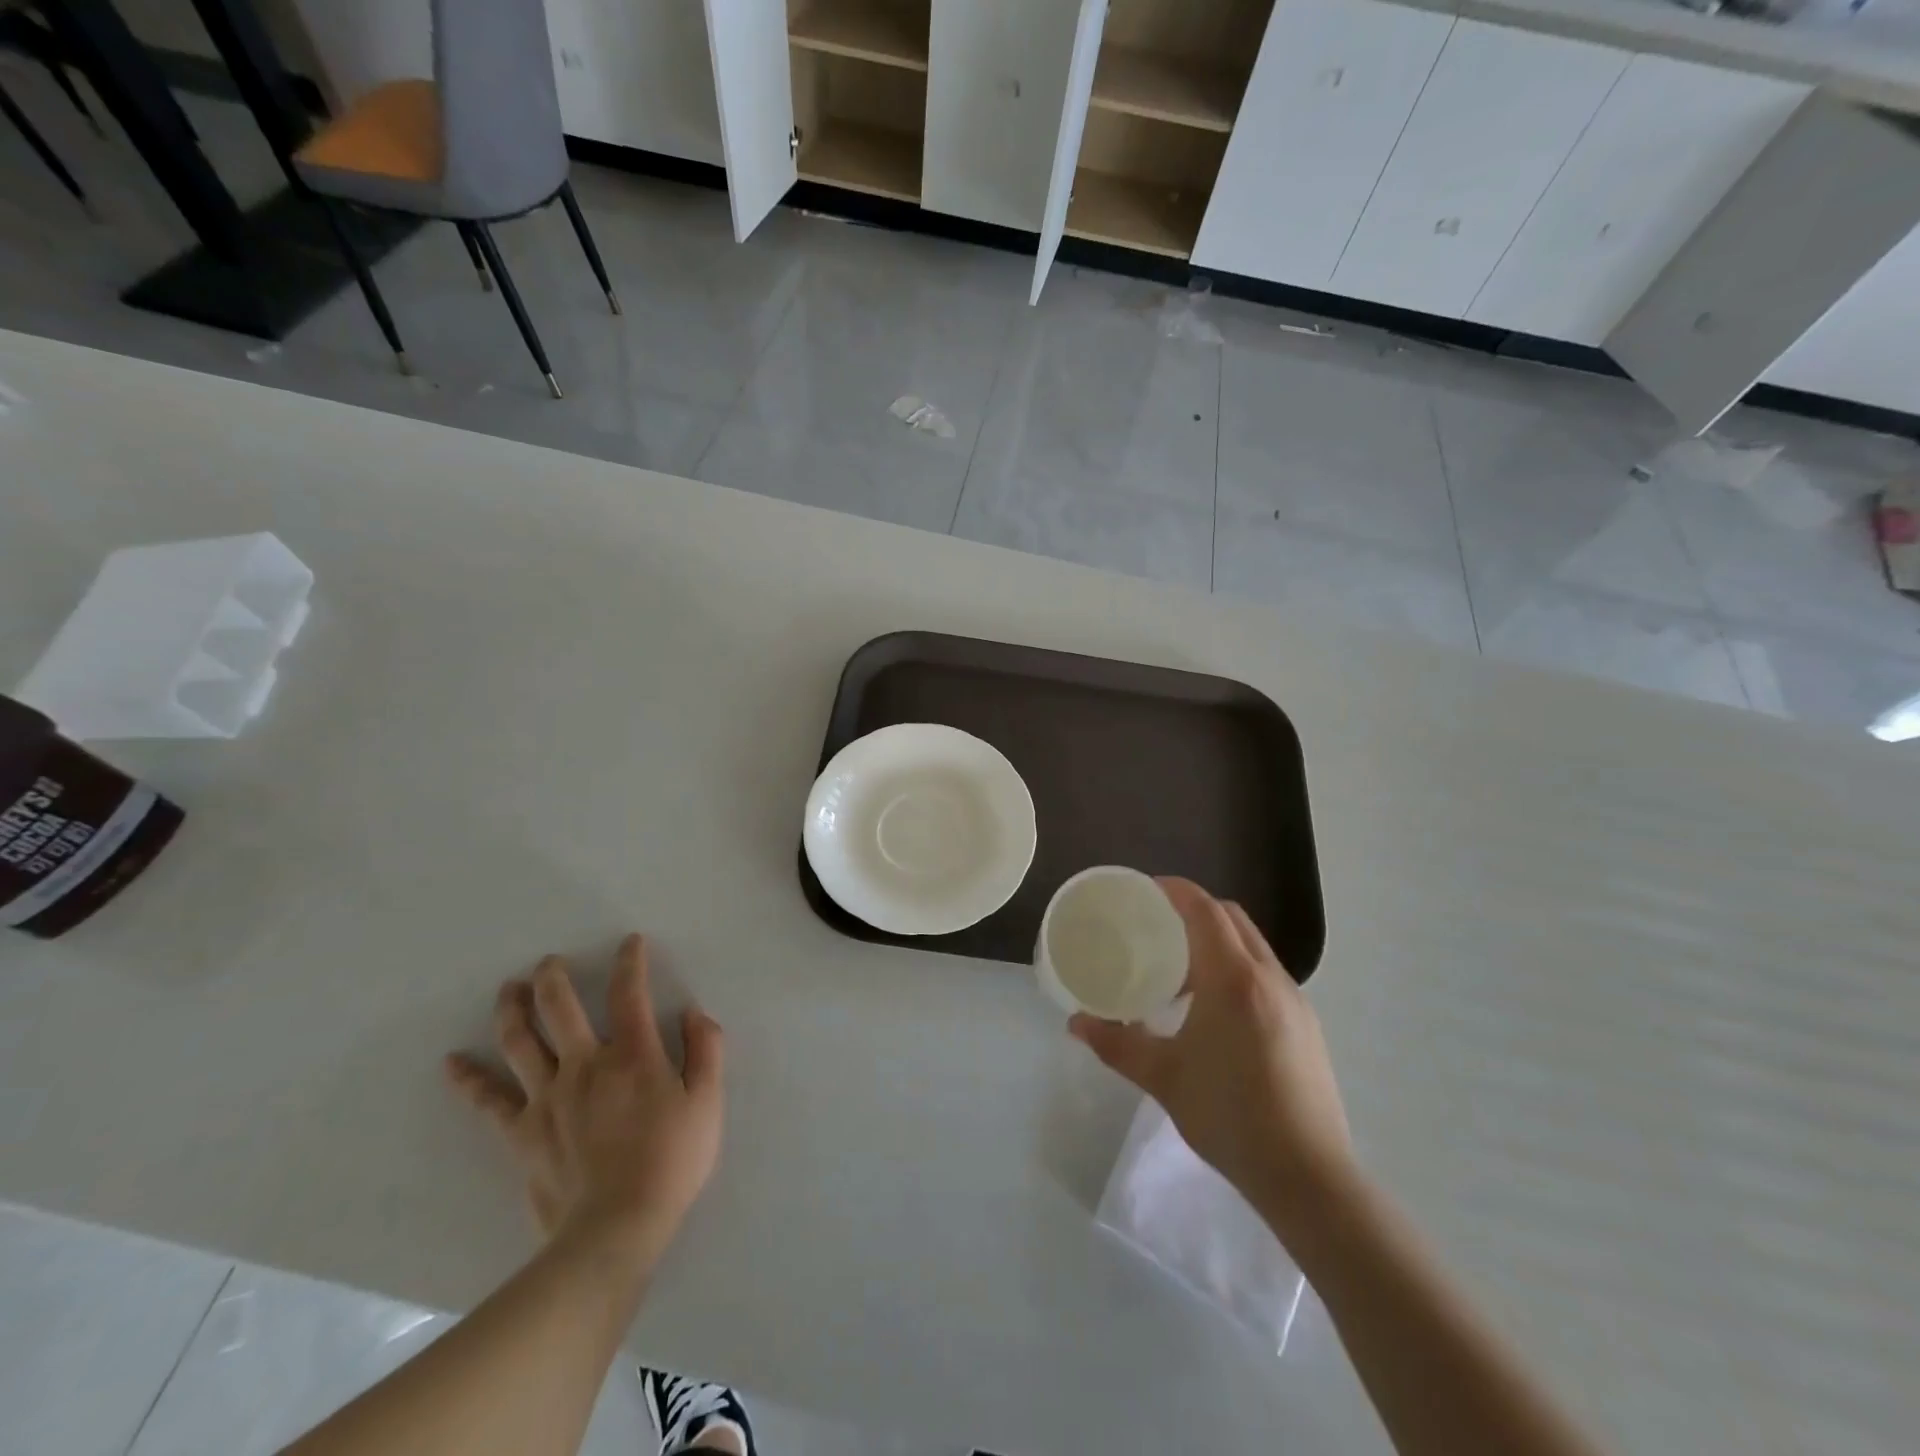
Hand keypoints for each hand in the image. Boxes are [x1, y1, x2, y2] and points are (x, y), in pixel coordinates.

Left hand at [446, 935, 724, 1269]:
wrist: (615, 1231)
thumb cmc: (671, 1162)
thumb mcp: (707, 1102)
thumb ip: (706, 1050)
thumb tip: (693, 1013)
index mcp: (632, 1055)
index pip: (628, 993)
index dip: (630, 962)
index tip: (630, 943)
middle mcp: (584, 1065)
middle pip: (559, 1007)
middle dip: (553, 977)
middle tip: (548, 962)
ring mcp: (546, 1098)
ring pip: (520, 1041)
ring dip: (511, 1009)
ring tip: (508, 988)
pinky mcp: (521, 1133)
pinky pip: (488, 1101)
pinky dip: (468, 1080)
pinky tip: (451, 1062)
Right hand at [1069, 879, 1352, 1240]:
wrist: (1308, 1175)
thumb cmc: (1229, 1116)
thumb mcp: (1163, 1078)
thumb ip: (1116, 1044)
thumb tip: (1076, 1024)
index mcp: (1233, 979)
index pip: (1205, 909)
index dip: (1175, 890)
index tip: (1145, 889)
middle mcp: (1268, 977)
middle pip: (1232, 918)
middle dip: (1195, 910)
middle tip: (1157, 926)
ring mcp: (1294, 1000)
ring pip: (1253, 945)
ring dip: (1218, 940)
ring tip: (1181, 971)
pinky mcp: (1306, 1024)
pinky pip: (1266, 973)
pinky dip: (1237, 967)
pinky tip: (1214, 1009)